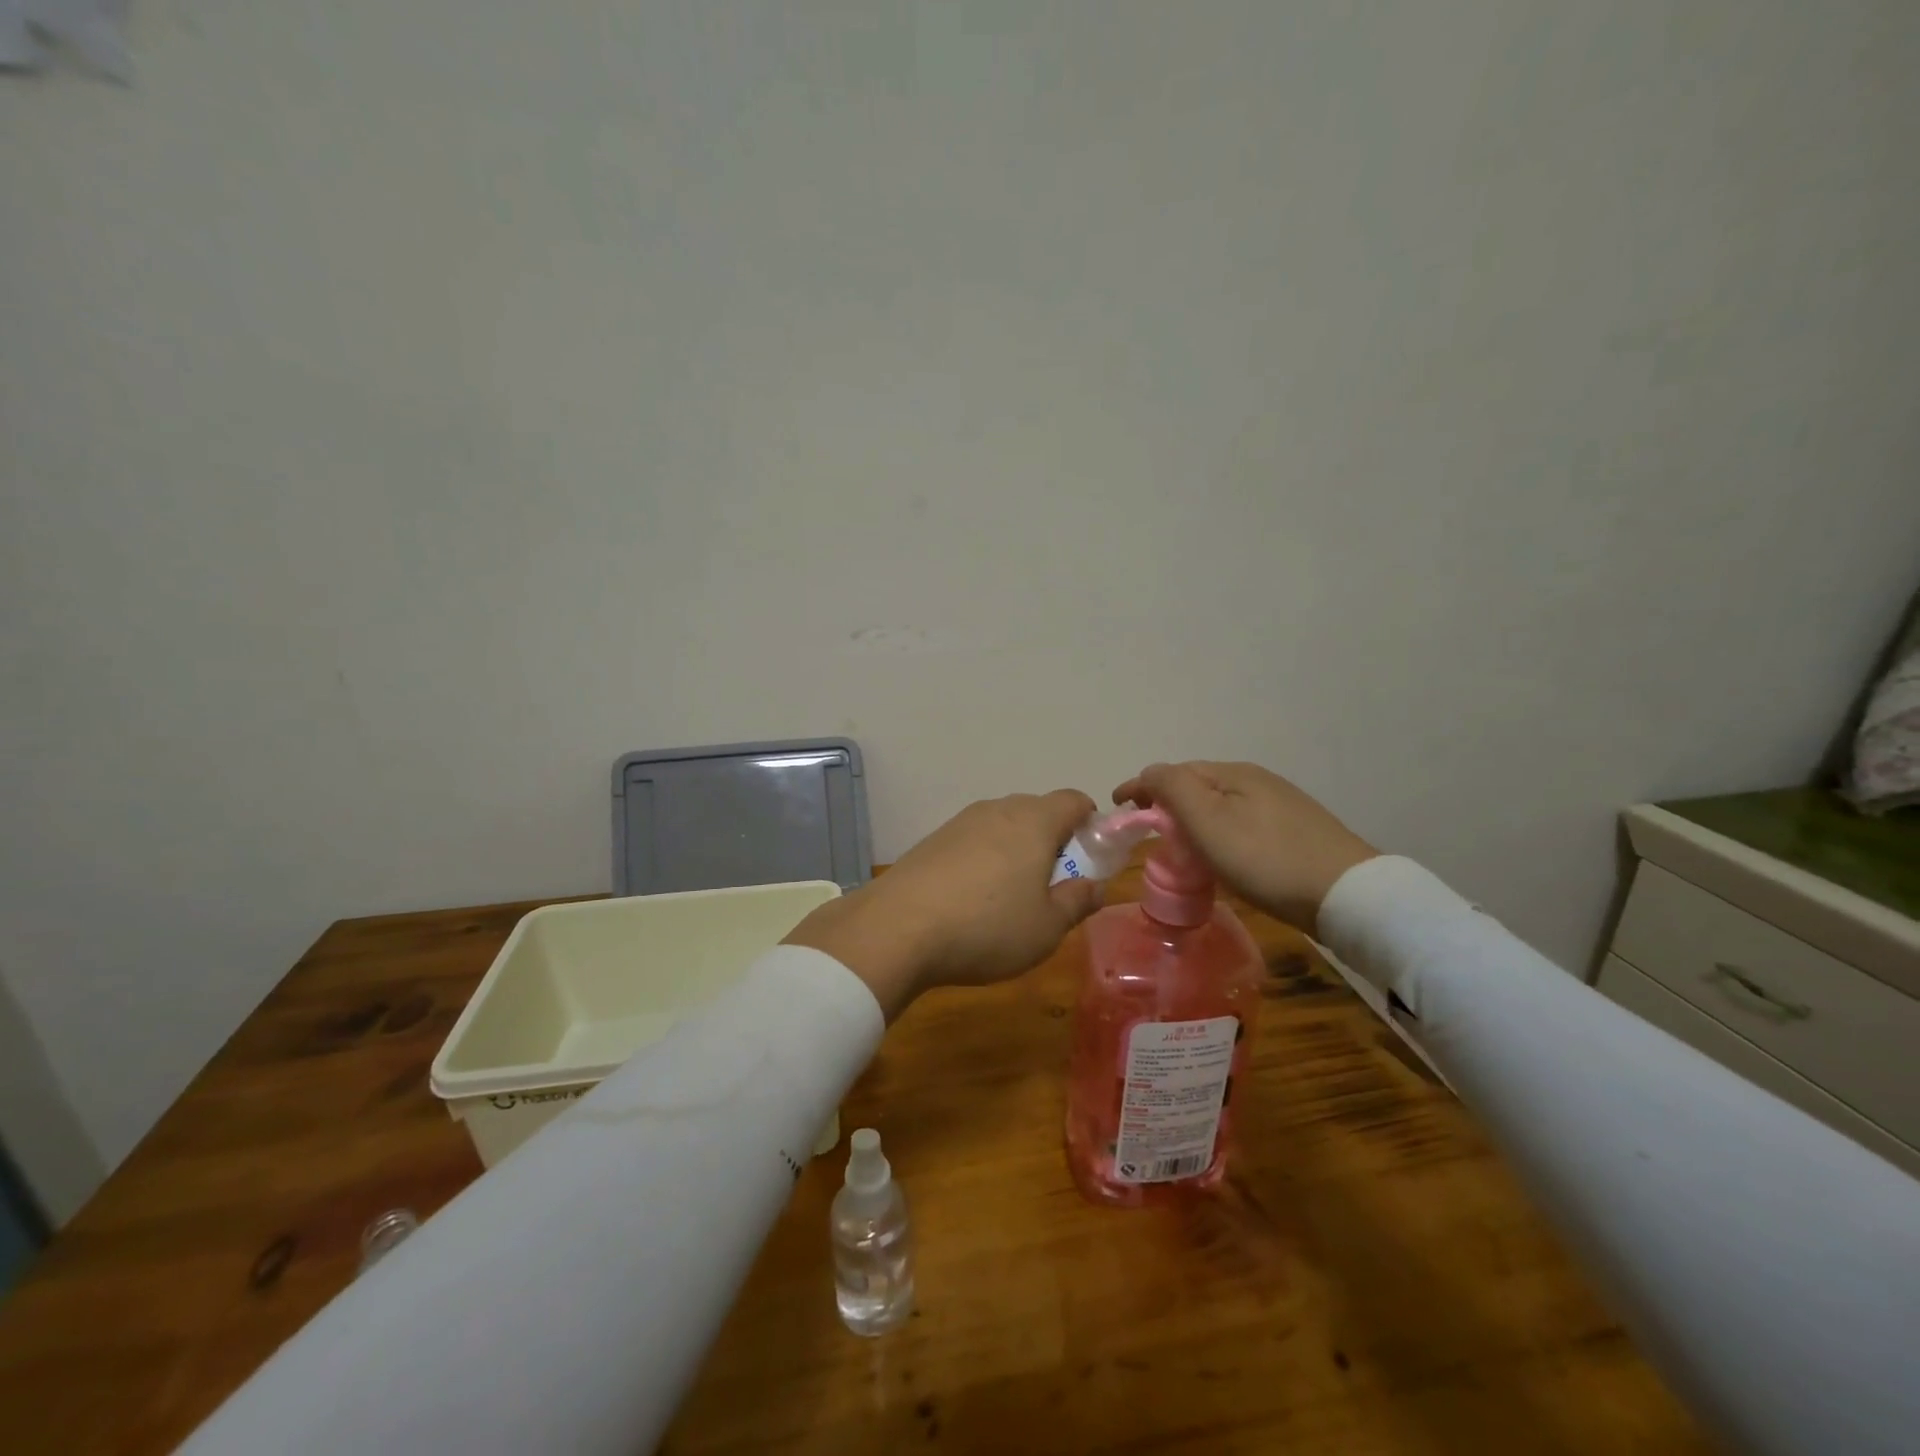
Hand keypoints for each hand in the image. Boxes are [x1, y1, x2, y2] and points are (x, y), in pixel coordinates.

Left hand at [783, 790, 1105, 1018]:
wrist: (897, 928)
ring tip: (1012, 896)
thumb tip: (1096, 886)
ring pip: (1002, 825)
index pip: (1074, 800)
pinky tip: (973, 898)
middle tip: (1054, 884)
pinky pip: (973, 841)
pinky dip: (984, 859)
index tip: (1091, 857)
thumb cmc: (988, 927)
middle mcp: (997, 809)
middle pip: (1037, 811)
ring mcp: (960, 822)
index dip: (1090, 823)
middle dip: (1053, 839)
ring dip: (1016, 850)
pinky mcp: (932, 840)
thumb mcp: (1047, 927)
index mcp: (1034, 821)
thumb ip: (1078, 901)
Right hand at [1112, 762, 1376, 935]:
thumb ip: (1172, 789)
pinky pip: (1239, 820)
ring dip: (1191, 817)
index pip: (1172, 771)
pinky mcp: (1295, 829)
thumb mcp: (1208, 821)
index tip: (1116, 808)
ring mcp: (1279, 803)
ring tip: (1178, 844)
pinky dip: (1217, 830)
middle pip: (1196, 784)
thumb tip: (1149, 774)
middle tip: (1146, 829)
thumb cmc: (1265, 858)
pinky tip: (1221, 853)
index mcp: (1232, 773)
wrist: (1347, 894)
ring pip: (1219, 803)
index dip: (1139, 786)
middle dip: (1165, 801)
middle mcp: (1255, 779)